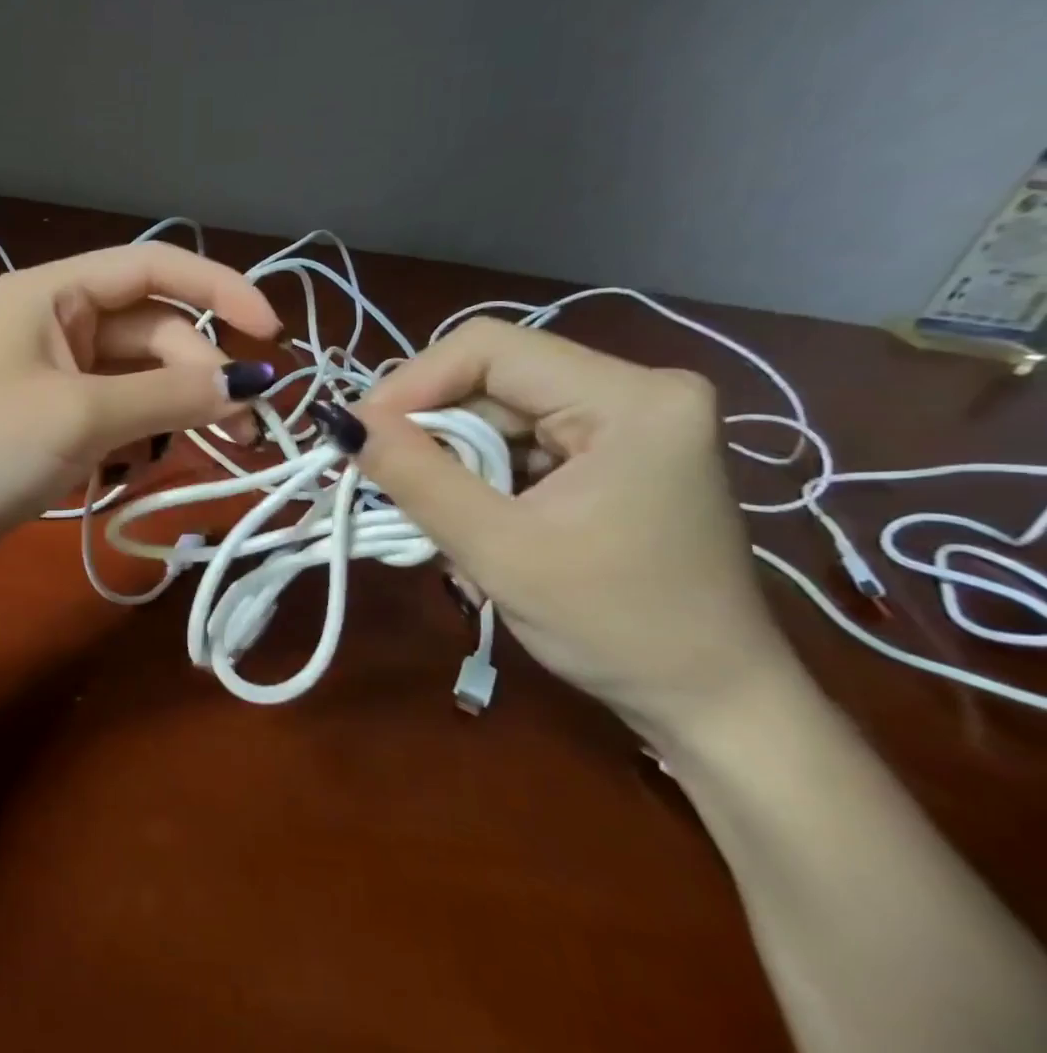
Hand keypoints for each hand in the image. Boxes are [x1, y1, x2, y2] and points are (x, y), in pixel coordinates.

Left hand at [0, 244, 280, 591]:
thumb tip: (250, 382)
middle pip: (151, 332)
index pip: (153, 268)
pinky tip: (154, 463)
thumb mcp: (81, 414)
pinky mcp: (47, 426)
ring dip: (179, 407)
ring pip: (137, 379)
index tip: (272, 335)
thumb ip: (170, 394)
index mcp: (51, 294)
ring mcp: (49, 378)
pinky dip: (143, 434)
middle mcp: (53, 325)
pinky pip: (115, 415)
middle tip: (245, 429)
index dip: (220, 290)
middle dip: (201, 373)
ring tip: (221, 449)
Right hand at [348, 317, 796, 740]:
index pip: (488, 348)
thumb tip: (340, 421)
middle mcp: (636, 389)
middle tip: (379, 479)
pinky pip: (519, 441)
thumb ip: (415, 476)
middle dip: (430, 430)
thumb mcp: (499, 550)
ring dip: (450, 459)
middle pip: (491, 379)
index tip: (360, 436)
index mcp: (629, 398)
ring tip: (427, 514)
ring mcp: (629, 420)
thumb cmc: (616, 628)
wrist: (712, 703)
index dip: (411, 383)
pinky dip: (479, 475)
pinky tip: (469, 519)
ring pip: (497, 411)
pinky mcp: (616, 451)